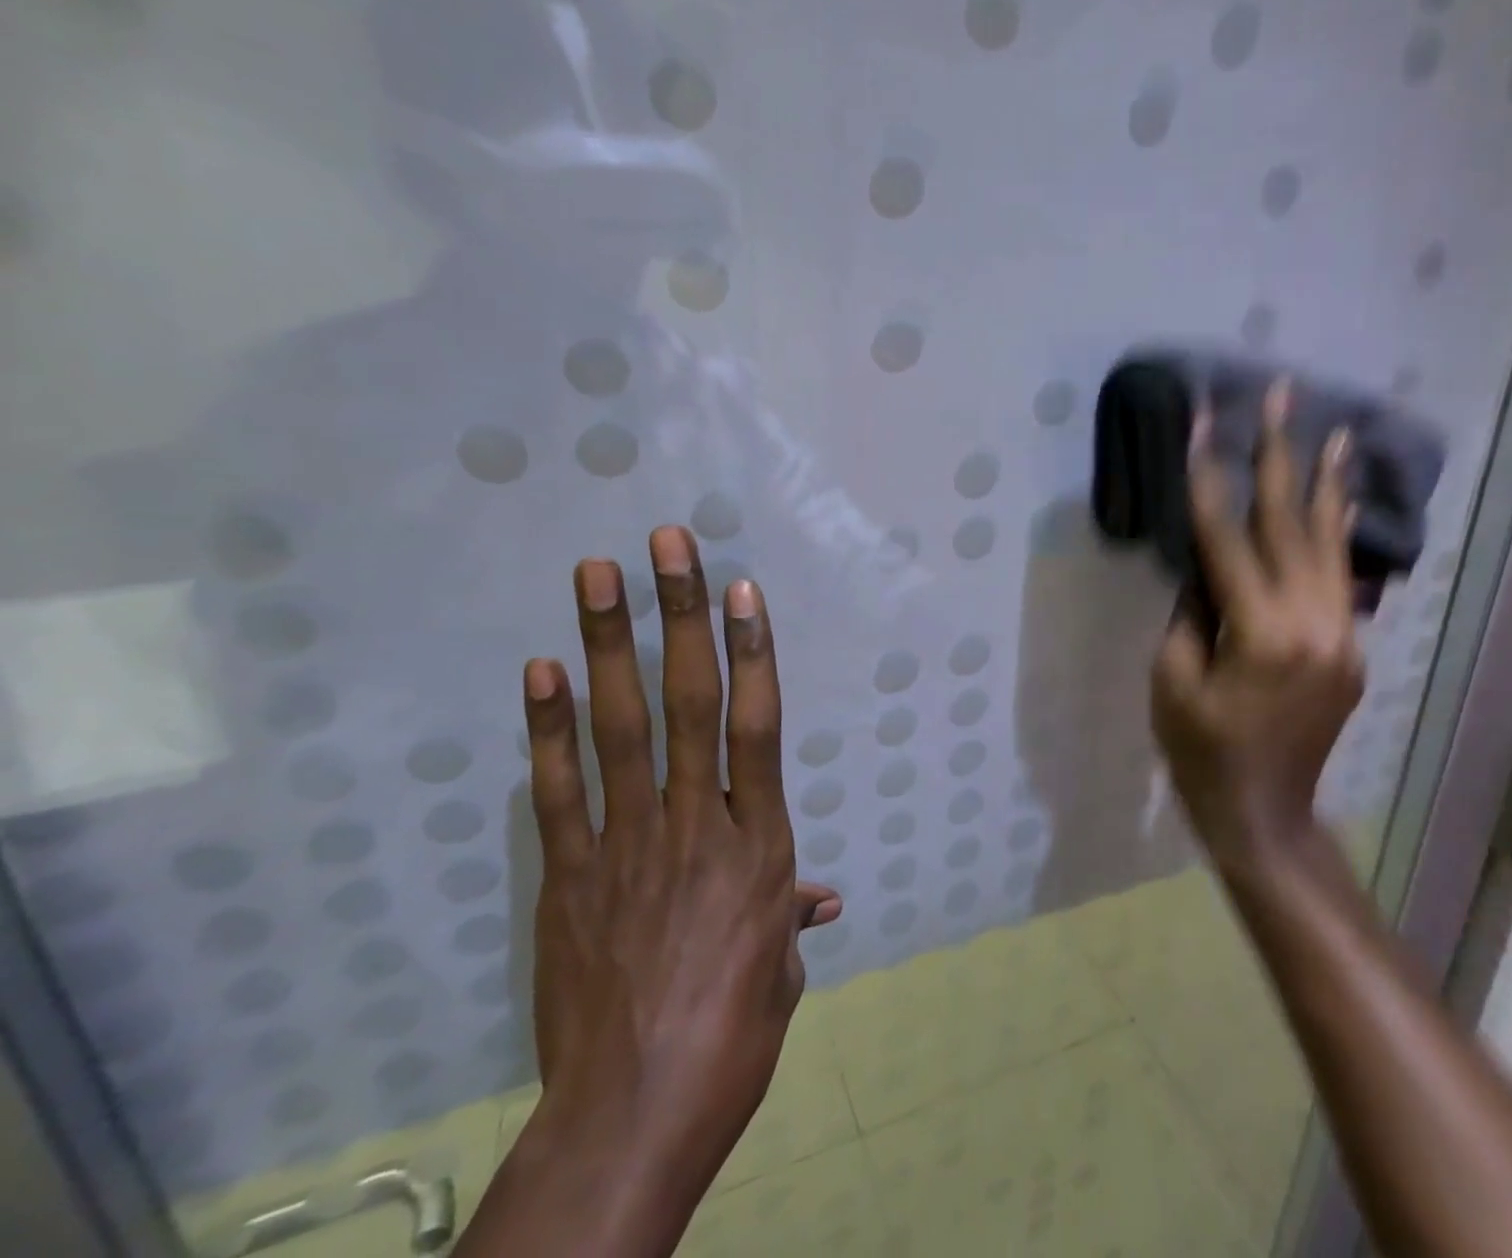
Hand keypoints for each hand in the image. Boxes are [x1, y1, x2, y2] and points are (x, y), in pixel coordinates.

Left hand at [517, 526, 840, 1197]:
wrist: (631, 1120)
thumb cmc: (731, 1040)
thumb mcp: (780, 971)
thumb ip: (791, 913)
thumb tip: (820, 893)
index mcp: (759, 847)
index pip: (758, 727)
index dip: (752, 651)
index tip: (740, 588)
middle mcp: (697, 826)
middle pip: (691, 704)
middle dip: (681, 616)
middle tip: (668, 543)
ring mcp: (627, 844)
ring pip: (621, 727)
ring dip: (609, 644)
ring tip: (596, 574)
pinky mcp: (570, 875)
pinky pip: (560, 789)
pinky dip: (547, 727)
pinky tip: (539, 670)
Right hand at [1151, 385, 1364, 871]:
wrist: (1265, 814)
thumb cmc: (1201, 752)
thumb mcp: (1173, 680)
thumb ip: (1191, 611)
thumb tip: (1206, 565)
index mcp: (1261, 632)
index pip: (1228, 536)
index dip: (1210, 475)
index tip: (1205, 419)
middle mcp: (1314, 622)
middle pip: (1292, 523)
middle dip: (1281, 454)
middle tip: (1282, 394)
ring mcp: (1343, 634)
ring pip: (1331, 543)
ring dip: (1327, 483)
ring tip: (1334, 429)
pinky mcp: (1351, 647)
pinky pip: (1343, 577)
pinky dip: (1339, 533)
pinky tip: (1342, 500)